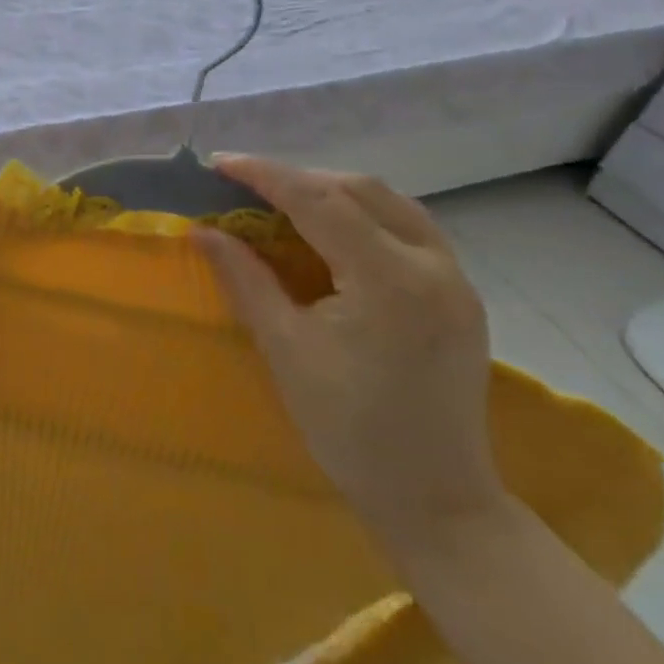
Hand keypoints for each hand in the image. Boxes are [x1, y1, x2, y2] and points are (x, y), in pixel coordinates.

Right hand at [195, 156, 505, 546]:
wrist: (436, 500)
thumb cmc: (349, 430)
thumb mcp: (285, 349)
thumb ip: (245, 278)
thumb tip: (202, 231)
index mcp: (389, 280)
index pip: (319, 200)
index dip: (265, 175)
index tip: (219, 164)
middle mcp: (432, 266)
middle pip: (359, 189)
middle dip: (298, 178)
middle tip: (245, 186)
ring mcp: (455, 279)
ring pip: (390, 202)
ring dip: (333, 191)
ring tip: (283, 201)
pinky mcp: (460, 295)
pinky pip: (408, 228)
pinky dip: (363, 214)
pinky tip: (331, 231)